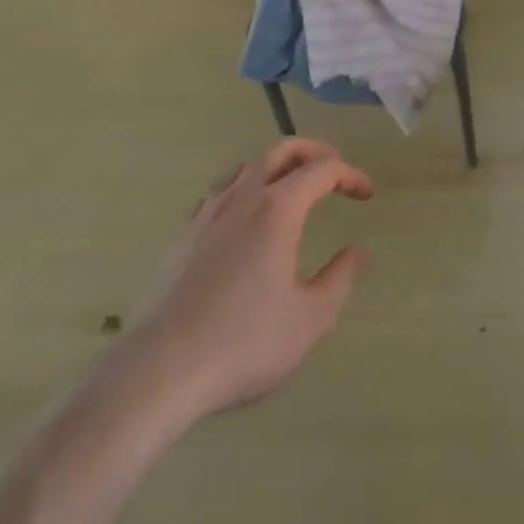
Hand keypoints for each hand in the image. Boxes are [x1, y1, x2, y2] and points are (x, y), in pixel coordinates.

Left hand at [119, 139, 373, 426]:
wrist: (157, 372)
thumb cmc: (243, 342)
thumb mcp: (310, 318)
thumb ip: (341, 278)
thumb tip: (360, 252)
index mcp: (277, 209)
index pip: (322, 171)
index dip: (350, 175)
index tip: (366, 195)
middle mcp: (242, 198)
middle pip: (281, 152)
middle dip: (313, 153)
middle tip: (334, 170)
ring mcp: (207, 215)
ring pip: (246, 168)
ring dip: (277, 167)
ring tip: (292, 188)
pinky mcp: (183, 238)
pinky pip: (220, 192)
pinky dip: (244, 189)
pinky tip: (245, 218)